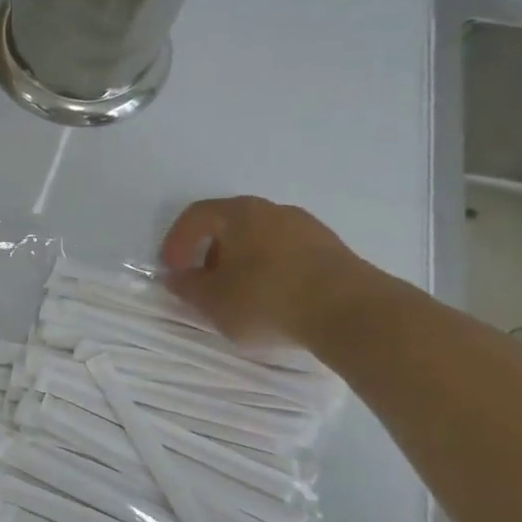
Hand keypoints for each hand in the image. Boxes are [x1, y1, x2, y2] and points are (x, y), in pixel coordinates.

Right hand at [158, 196, 369, 347]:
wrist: (349, 311)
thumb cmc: (266, 299)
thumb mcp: (213, 301)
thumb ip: (187, 288)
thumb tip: (176, 277)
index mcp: (239, 214)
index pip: (197, 215)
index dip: (177, 241)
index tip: (172, 270)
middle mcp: (273, 210)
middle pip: (230, 225)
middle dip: (210, 254)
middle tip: (203, 284)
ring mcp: (307, 228)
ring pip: (260, 240)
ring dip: (241, 264)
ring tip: (238, 297)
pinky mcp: (331, 250)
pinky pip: (287, 254)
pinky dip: (270, 271)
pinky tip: (272, 300)